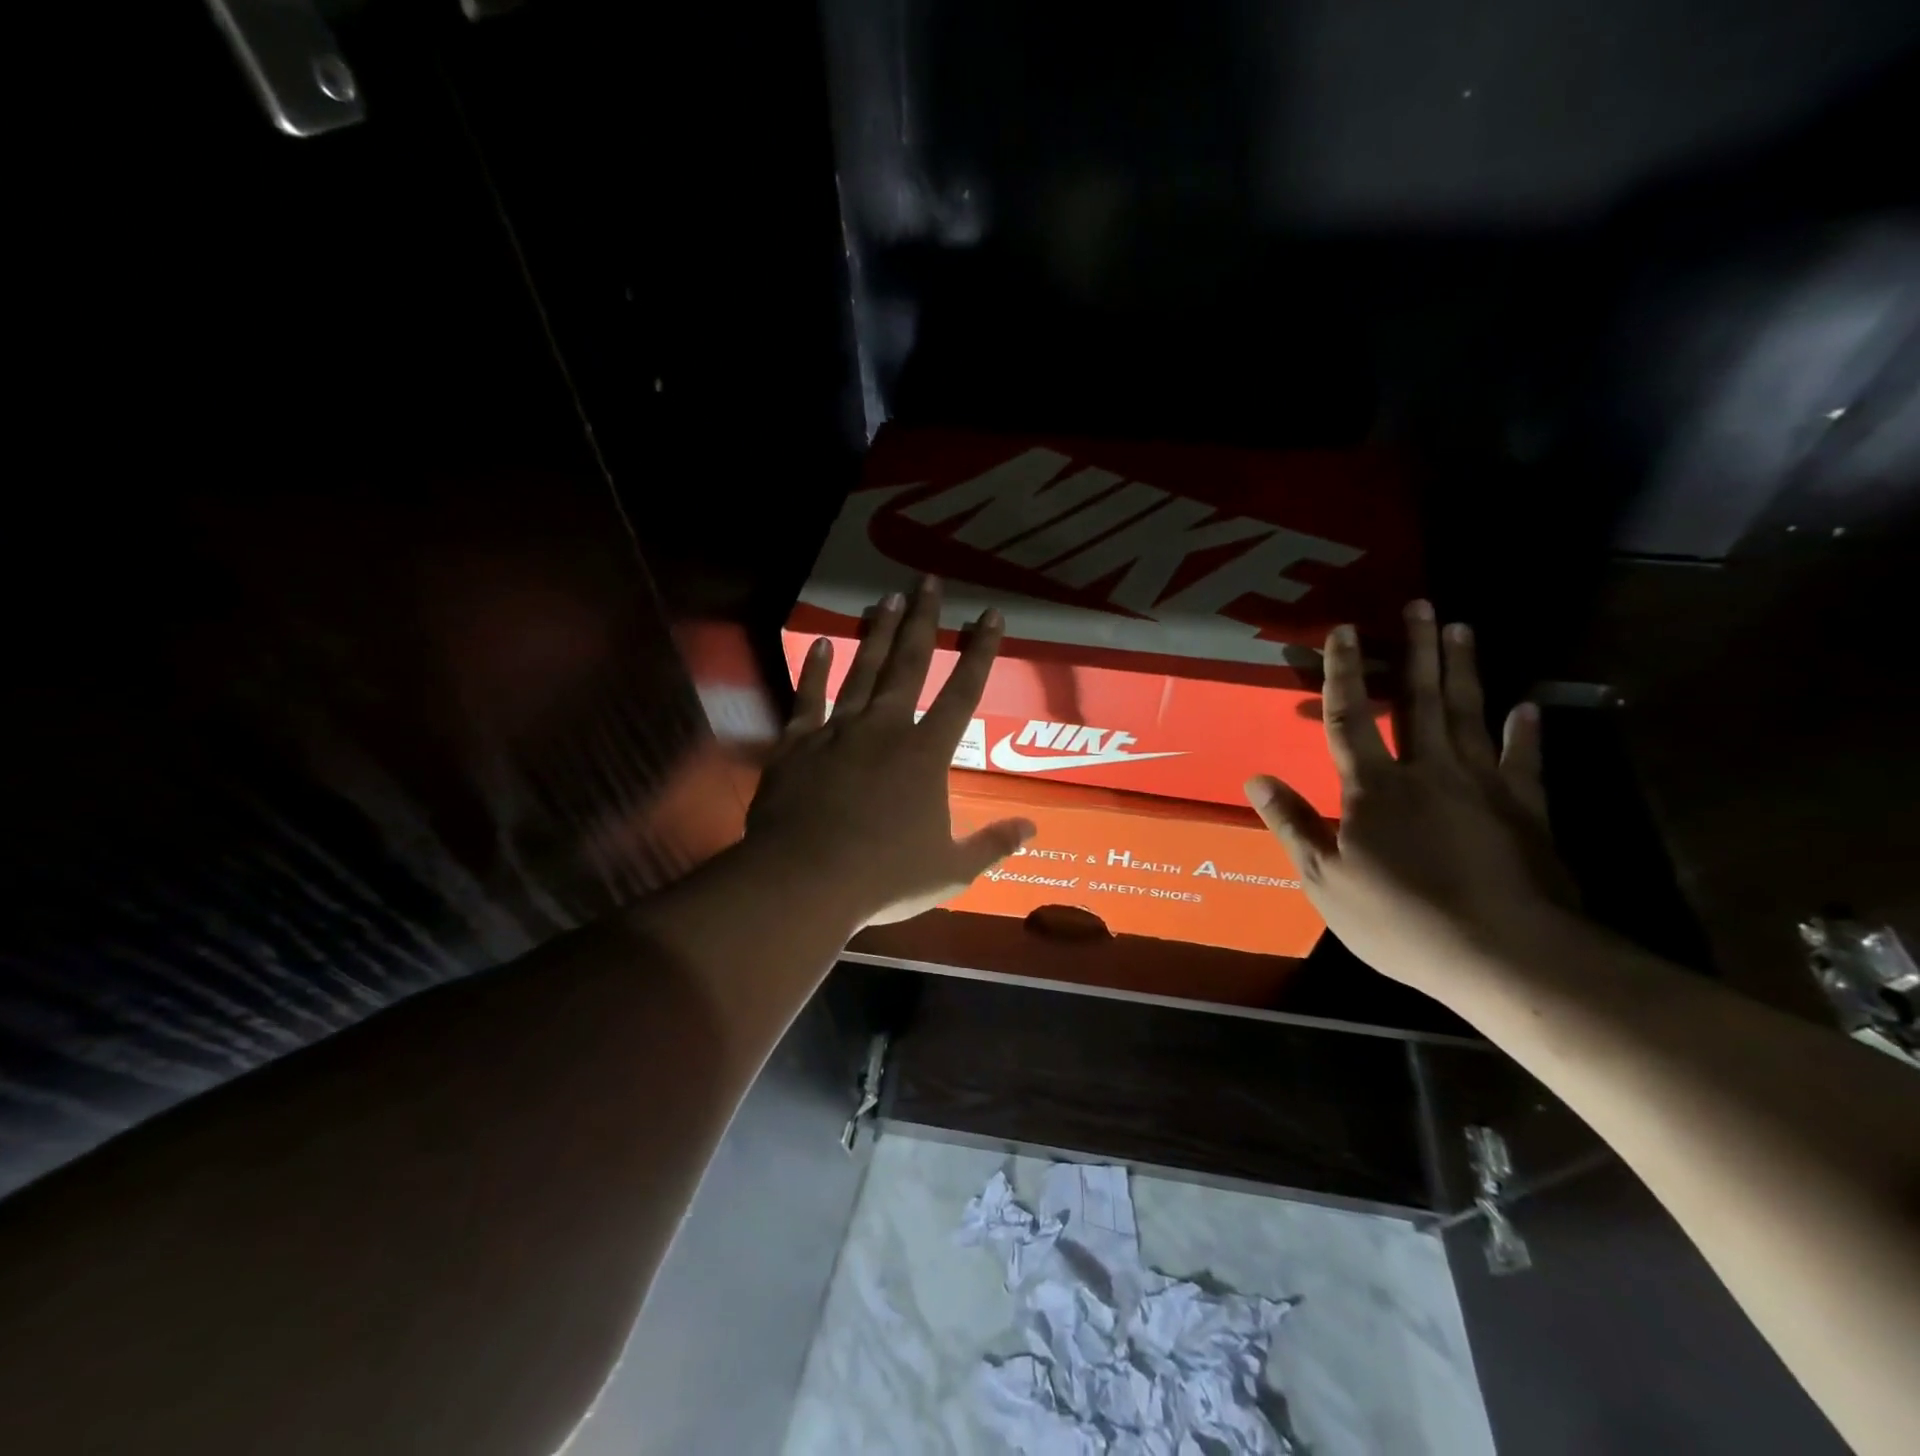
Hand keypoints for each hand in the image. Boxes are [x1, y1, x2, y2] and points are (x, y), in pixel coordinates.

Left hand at [749, 578, 1035, 926]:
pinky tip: (820, 643)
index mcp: (926, 754)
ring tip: (887, 598)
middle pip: (908, 664)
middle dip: (923, 621)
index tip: (991, 615)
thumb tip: (1032, 827)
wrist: (804, 881)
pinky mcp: (797, 744)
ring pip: (862, 671)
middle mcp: (885, 729)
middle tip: (928, 581)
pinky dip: (814, 671)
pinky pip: (808, 699)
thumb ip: (993, 844)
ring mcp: (838, 732)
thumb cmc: (884, 877)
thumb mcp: (950, 870)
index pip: (963, 692)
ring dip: (877, 634)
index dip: (980, 652)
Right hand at [1245, 600, 1573, 993]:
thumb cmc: (1402, 919)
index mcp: (1375, 788)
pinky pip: (1525, 759)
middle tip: (1419, 605)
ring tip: (1461, 629)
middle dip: (1415, 650)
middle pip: (1419, 699)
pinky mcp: (1526, 809)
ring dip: (1464, 669)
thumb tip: (1256, 779)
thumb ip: (1293, 824)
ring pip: (1469, 714)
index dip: (1343, 672)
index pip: (1350, 718)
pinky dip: (1526, 731)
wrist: (1508, 954)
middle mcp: (1429, 772)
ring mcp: (1484, 786)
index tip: (1343, 629)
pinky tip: (1529, 706)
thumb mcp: (1326, 880)